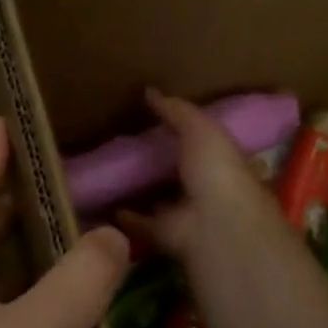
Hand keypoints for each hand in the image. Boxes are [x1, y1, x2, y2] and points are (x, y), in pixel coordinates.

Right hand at [122, 89, 293, 266]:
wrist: (215, 224)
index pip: (206, 146)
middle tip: (128, 150)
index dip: (187, 136)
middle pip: (181, 175)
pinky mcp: (165, 235)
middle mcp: (207, 191)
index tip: (160, 125)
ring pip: (160, 201)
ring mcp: (186, 215)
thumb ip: (178, 112)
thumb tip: (150, 92)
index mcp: (223, 163)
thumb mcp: (201, 129)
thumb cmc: (217, 171)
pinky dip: (124, 217)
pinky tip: (104, 204)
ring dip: (141, 192)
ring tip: (112, 176)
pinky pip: (140, 223)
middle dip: (161, 165)